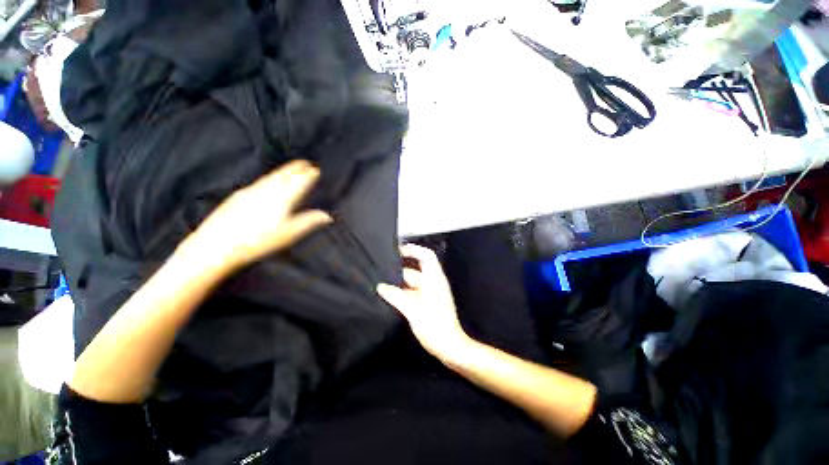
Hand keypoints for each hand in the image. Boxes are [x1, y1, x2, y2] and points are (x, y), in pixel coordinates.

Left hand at [187, 160, 331, 272]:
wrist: (217, 244)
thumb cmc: (259, 241)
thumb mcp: (289, 233)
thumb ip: (309, 221)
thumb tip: (328, 215)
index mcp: (283, 198)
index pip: (300, 181)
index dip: (309, 174)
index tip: (316, 169)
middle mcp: (268, 190)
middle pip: (285, 174)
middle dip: (297, 168)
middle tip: (305, 162)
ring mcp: (252, 190)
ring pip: (272, 176)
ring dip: (284, 171)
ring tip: (291, 168)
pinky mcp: (240, 195)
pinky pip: (261, 181)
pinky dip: (270, 177)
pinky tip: (269, 181)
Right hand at [377, 244, 470, 360]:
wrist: (449, 346)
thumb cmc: (434, 325)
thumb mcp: (413, 309)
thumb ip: (396, 296)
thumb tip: (381, 287)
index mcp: (434, 279)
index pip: (426, 256)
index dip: (414, 250)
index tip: (398, 250)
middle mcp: (432, 283)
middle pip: (416, 269)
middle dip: (400, 268)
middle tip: (382, 269)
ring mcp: (430, 294)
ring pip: (412, 283)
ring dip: (399, 282)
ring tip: (381, 282)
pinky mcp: (426, 304)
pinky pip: (412, 293)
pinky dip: (402, 292)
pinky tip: (389, 296)